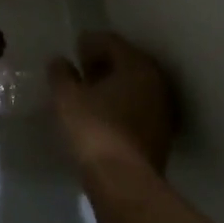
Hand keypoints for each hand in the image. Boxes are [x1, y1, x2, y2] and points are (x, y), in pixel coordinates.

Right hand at [49, 31, 175, 175]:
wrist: (124, 181)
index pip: (111, 41)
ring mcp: (163, 107)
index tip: (73, 50)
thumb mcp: (67, 99)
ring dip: (113, 85)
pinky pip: (139, 106)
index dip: (89, 43)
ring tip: (89, 95)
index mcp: (136, 65)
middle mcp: (156, 81)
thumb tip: (59, 61)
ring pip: (135, 85)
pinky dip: (122, 104)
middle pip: (127, 62)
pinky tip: (104, 115)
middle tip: (80, 71)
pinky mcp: (162, 131)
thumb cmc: (94, 130)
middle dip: (103, 63)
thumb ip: (61, 75)